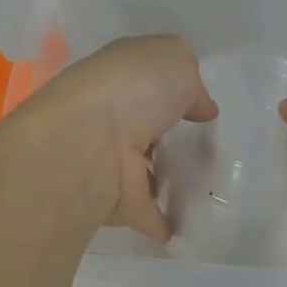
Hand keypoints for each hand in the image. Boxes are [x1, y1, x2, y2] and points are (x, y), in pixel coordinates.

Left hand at [13, 35, 217, 241]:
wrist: (88, 139)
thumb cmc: (133, 87)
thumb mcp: (174, 59)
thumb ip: (190, 79)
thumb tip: (198, 106)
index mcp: (117, 77)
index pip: (143, 80)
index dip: (169, 88)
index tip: (196, 108)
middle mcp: (107, 115)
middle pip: (139, 125)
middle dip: (160, 134)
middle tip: (195, 146)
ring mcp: (106, 158)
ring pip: (137, 168)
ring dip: (158, 177)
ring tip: (194, 185)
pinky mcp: (111, 199)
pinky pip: (141, 211)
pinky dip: (158, 220)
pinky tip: (178, 228)